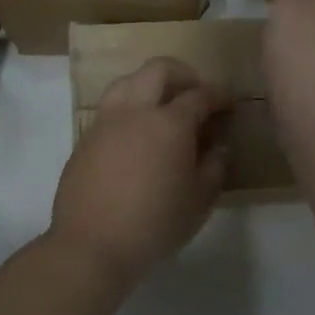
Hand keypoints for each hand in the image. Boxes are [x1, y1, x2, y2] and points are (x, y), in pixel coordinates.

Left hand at [51, 58, 229, 287]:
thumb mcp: (199, 201)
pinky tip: (135, 134)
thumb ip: (213, 167)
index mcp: (170, 123)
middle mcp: (137, 110)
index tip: (228, 103)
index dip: (218, 95)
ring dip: (149, 84)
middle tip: (195, 93)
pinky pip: (110, 108)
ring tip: (161, 106)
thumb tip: (217, 146)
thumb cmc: (154, 224)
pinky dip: (129, 108)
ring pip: (128, 81)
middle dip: (183, 74)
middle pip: (159, 70)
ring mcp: (106, 121)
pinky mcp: (85, 137)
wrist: (91, 244)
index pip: (200, 95)